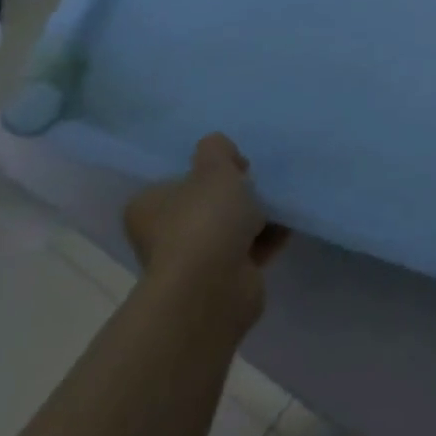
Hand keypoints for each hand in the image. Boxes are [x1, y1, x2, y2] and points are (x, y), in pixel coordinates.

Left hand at [124, 134, 287, 328]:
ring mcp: (192, 261)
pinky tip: (288, 225)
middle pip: (206, 204)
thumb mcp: (214, 167)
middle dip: (236, 194)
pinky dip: (267, 239)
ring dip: (256, 217)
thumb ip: (216, 149)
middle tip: (258, 183)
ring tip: (279, 202)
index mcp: (148, 207)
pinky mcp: (221, 280)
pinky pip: (249, 250)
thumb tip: (221, 153)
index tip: (237, 165)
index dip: (208, 169)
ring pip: (229, 228)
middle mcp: (163, 235)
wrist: (213, 286)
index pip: (177, 180)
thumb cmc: (204, 220)